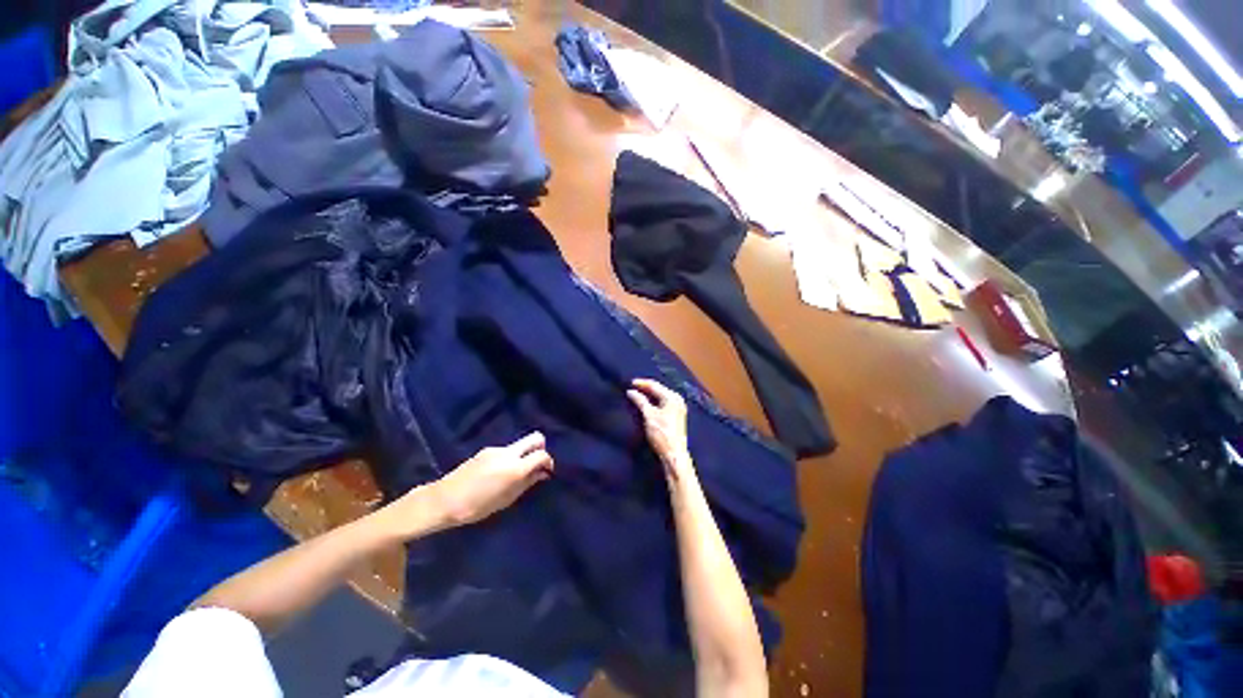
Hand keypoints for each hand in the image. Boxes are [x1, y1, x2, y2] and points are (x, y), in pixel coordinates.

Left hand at [420, 432, 553, 528]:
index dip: (548, 461)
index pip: (542, 454)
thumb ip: (527, 483)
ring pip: (519, 445)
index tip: (547, 471)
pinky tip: (498, 474)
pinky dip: (509, 458)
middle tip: (536, 464)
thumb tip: (542, 473)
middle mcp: (508, 452)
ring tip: (514, 474)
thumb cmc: (477, 506)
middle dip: (541, 447)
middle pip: (535, 438)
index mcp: (515, 467)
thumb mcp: (506, 499)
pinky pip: (506, 450)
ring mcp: (496, 449)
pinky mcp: (486, 450)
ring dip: (523, 454)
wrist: (443, 500)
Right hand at [627, 378, 692, 480]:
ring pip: (661, 396)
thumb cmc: (661, 433)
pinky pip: (663, 402)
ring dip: (649, 395)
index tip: (629, 383)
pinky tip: (647, 403)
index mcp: (672, 397)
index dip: (641, 383)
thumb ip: (640, 401)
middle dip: (645, 388)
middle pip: (659, 389)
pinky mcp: (676, 415)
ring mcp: (678, 407)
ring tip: (637, 394)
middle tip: (632, 387)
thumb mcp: (649, 415)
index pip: (654, 385)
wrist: (674, 454)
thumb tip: (630, 391)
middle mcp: (677, 399)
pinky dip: (654, 401)